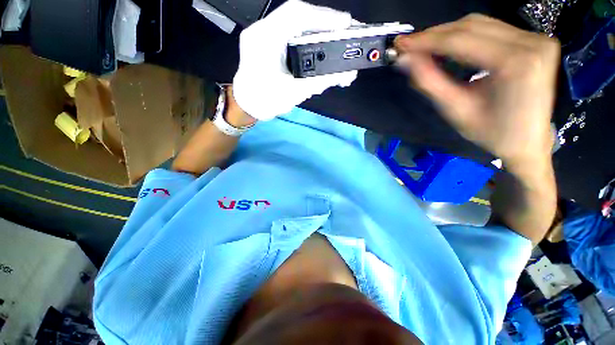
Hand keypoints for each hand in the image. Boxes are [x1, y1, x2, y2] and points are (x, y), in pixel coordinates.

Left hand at [233, 0, 357, 120]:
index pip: (297, 14)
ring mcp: (264, 35)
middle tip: (345, 31)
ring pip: (295, 24)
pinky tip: (319, 45)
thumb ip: (320, 82)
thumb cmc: (265, 102)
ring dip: (317, 29)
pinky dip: (308, 37)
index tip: (346, 23)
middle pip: (298, 16)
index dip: (324, 16)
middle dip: (324, 22)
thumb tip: (345, 74)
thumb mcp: (294, 93)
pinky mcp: (268, 42)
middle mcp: (263, 30)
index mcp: (265, 39)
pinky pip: (291, 33)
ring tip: (336, 38)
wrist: (247, 105)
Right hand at [394, 14, 559, 168]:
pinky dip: (465, 35)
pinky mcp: (534, 40)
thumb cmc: (491, 133)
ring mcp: (535, 38)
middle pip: (471, 26)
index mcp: (515, 63)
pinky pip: (492, 29)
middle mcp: (530, 42)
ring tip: (424, 47)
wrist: (528, 141)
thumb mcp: (455, 109)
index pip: (461, 40)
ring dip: (448, 34)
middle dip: (435, 35)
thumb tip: (404, 61)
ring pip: (480, 24)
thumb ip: (429, 82)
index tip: (400, 44)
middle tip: (408, 46)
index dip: (426, 40)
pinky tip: (448, 45)